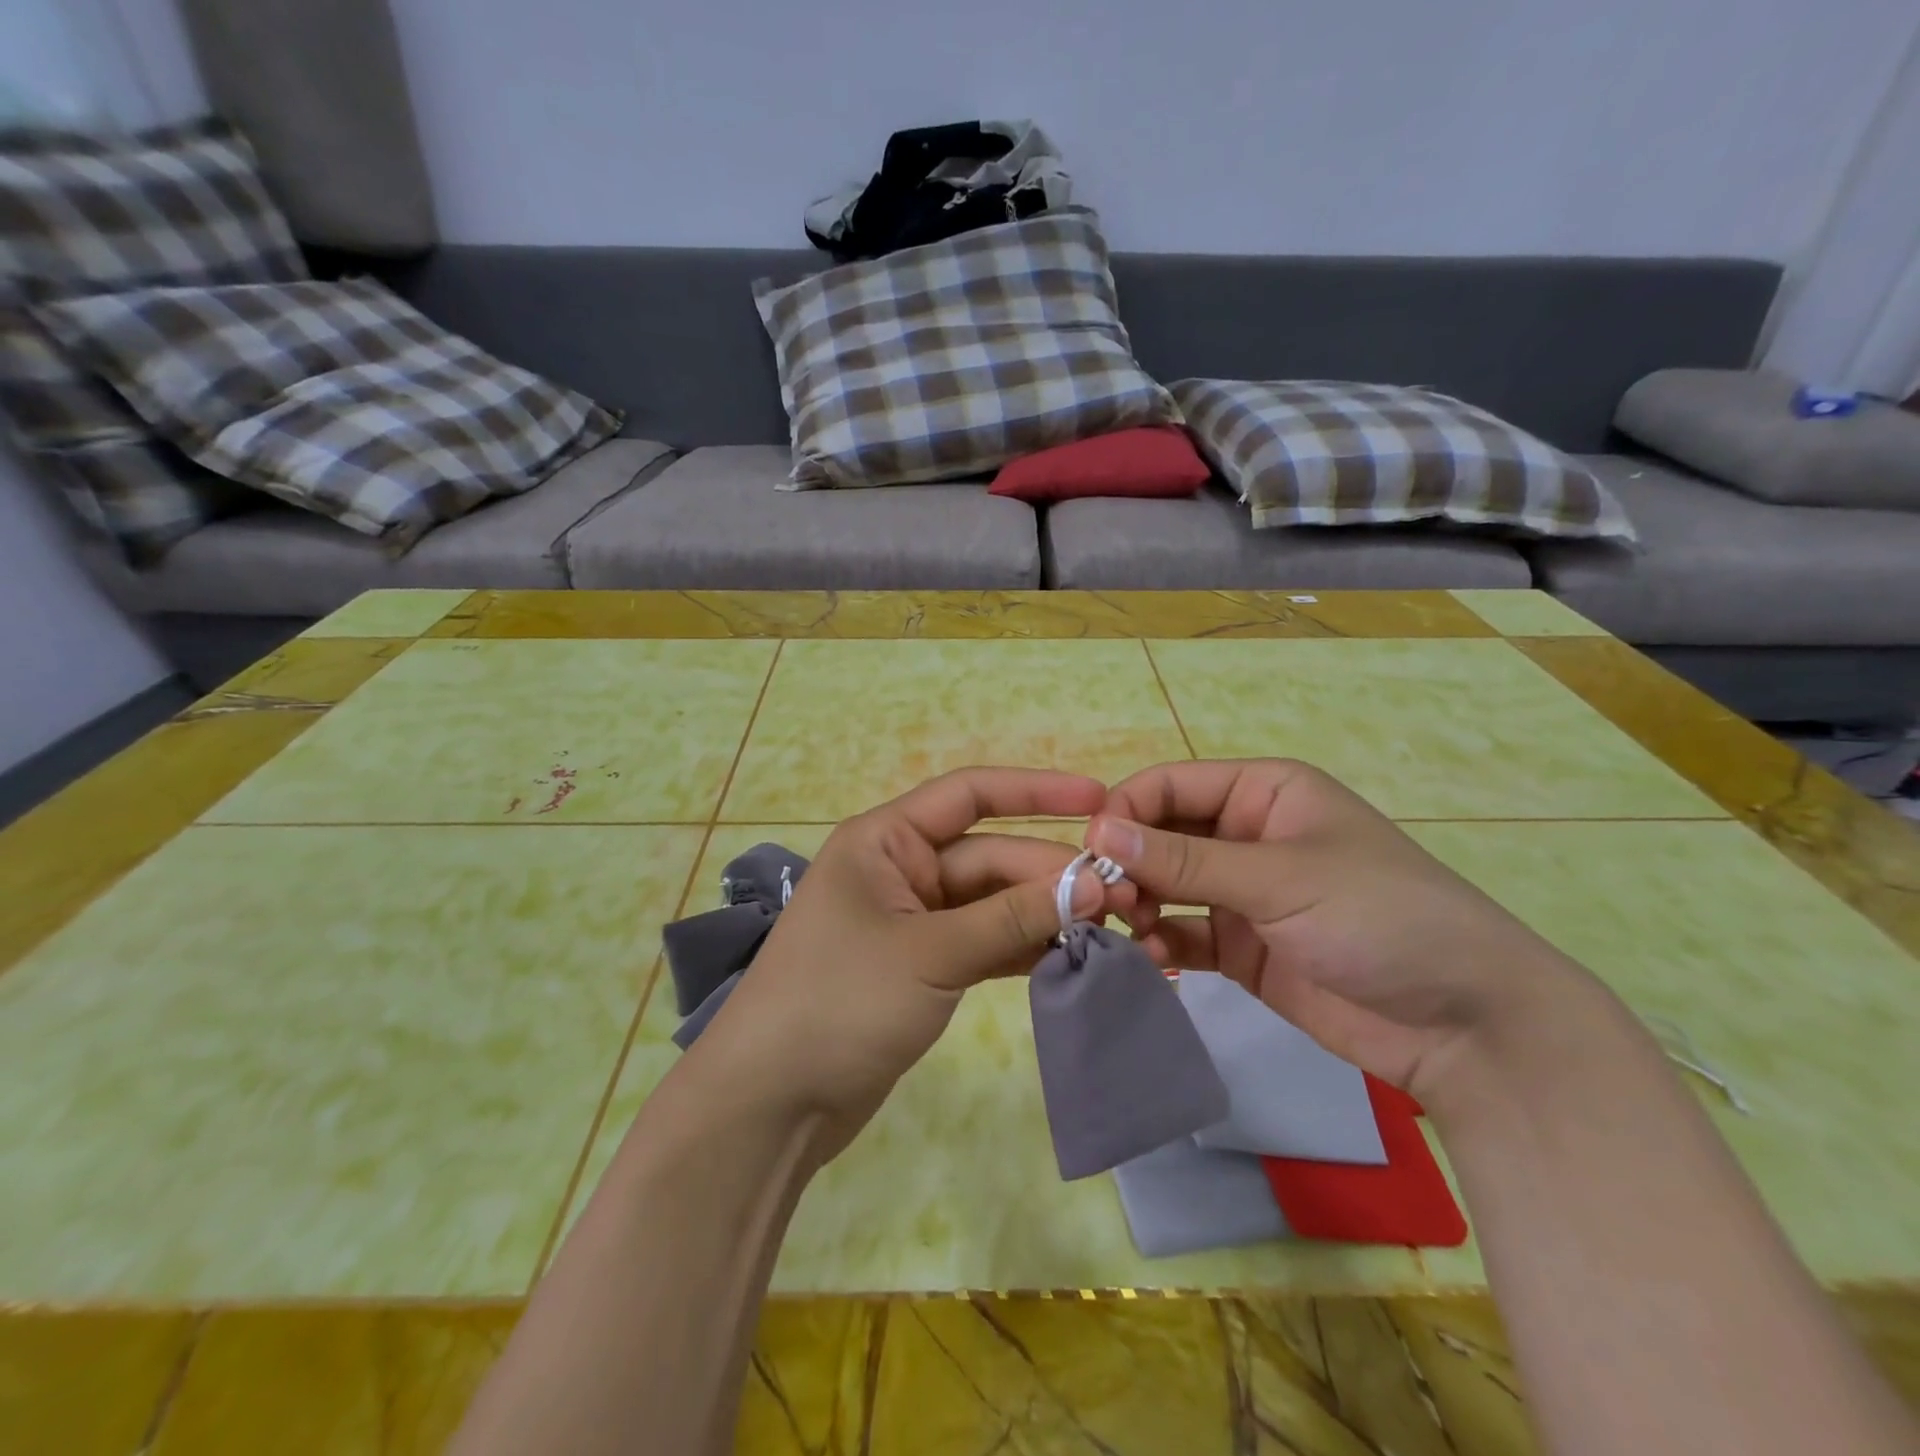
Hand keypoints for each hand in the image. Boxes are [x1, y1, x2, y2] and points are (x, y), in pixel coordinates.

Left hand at [690, 768, 1133, 1161]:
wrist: (771, 1104)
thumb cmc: (838, 1003)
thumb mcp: (930, 953)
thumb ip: (1011, 917)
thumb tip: (1091, 885)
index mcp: (885, 840)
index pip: (970, 795)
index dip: (1036, 791)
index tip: (1099, 798)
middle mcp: (900, 870)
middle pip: (990, 857)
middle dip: (1051, 874)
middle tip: (1122, 897)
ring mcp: (913, 921)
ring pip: (992, 903)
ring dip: (1044, 914)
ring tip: (1111, 928)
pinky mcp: (923, 967)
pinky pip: (984, 942)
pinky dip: (1023, 948)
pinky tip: (1071, 957)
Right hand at [1089, 759, 1586, 1108]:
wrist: (1465, 1025)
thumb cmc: (1379, 917)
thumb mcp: (1281, 877)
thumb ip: (1185, 859)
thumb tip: (1098, 832)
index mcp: (1263, 792)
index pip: (1170, 785)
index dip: (1126, 811)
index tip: (1092, 852)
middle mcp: (1245, 834)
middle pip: (1160, 835)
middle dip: (1129, 863)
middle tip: (1107, 901)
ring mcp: (1242, 893)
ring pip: (1164, 884)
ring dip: (1139, 903)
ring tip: (1133, 931)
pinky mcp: (1240, 946)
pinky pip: (1181, 932)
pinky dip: (1160, 942)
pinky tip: (1153, 959)